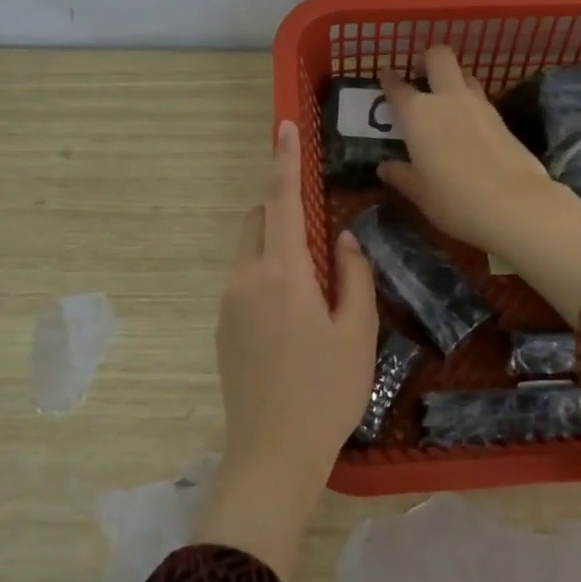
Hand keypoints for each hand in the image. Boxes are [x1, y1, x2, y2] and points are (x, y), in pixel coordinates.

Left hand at [194, 120, 378, 581]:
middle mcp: (245, 278)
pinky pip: (245, 281)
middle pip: (258, 221)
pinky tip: (295, 320)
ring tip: (315, 291)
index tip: (283, 126)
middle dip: (283, 211)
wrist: (271, 455)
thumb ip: (353, 275)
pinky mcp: (223, 328)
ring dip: (276, 247)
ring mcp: (228, 304)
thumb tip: (341, 237)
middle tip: (322, 242)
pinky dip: (268, 275)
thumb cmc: (326, 393)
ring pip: (251, 251)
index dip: (284, 160)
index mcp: (282, 273)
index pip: (281, 200)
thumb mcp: (357, 333)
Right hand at [377, 46, 580, 324]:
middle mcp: (448, 99)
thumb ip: (401, 176)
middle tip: (420, 75)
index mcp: (418, 114)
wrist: (515, 204)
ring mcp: (479, 105)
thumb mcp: (420, 193)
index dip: (389, 80)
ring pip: (464, 75)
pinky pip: (481, 98)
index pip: (398, 87)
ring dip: (452, 80)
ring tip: (444, 102)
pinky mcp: (502, 118)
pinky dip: (470, 103)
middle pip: (439, 56)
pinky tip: (467, 125)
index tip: (386, 77)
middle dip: (427, 60)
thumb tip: (385, 167)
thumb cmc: (455, 199)